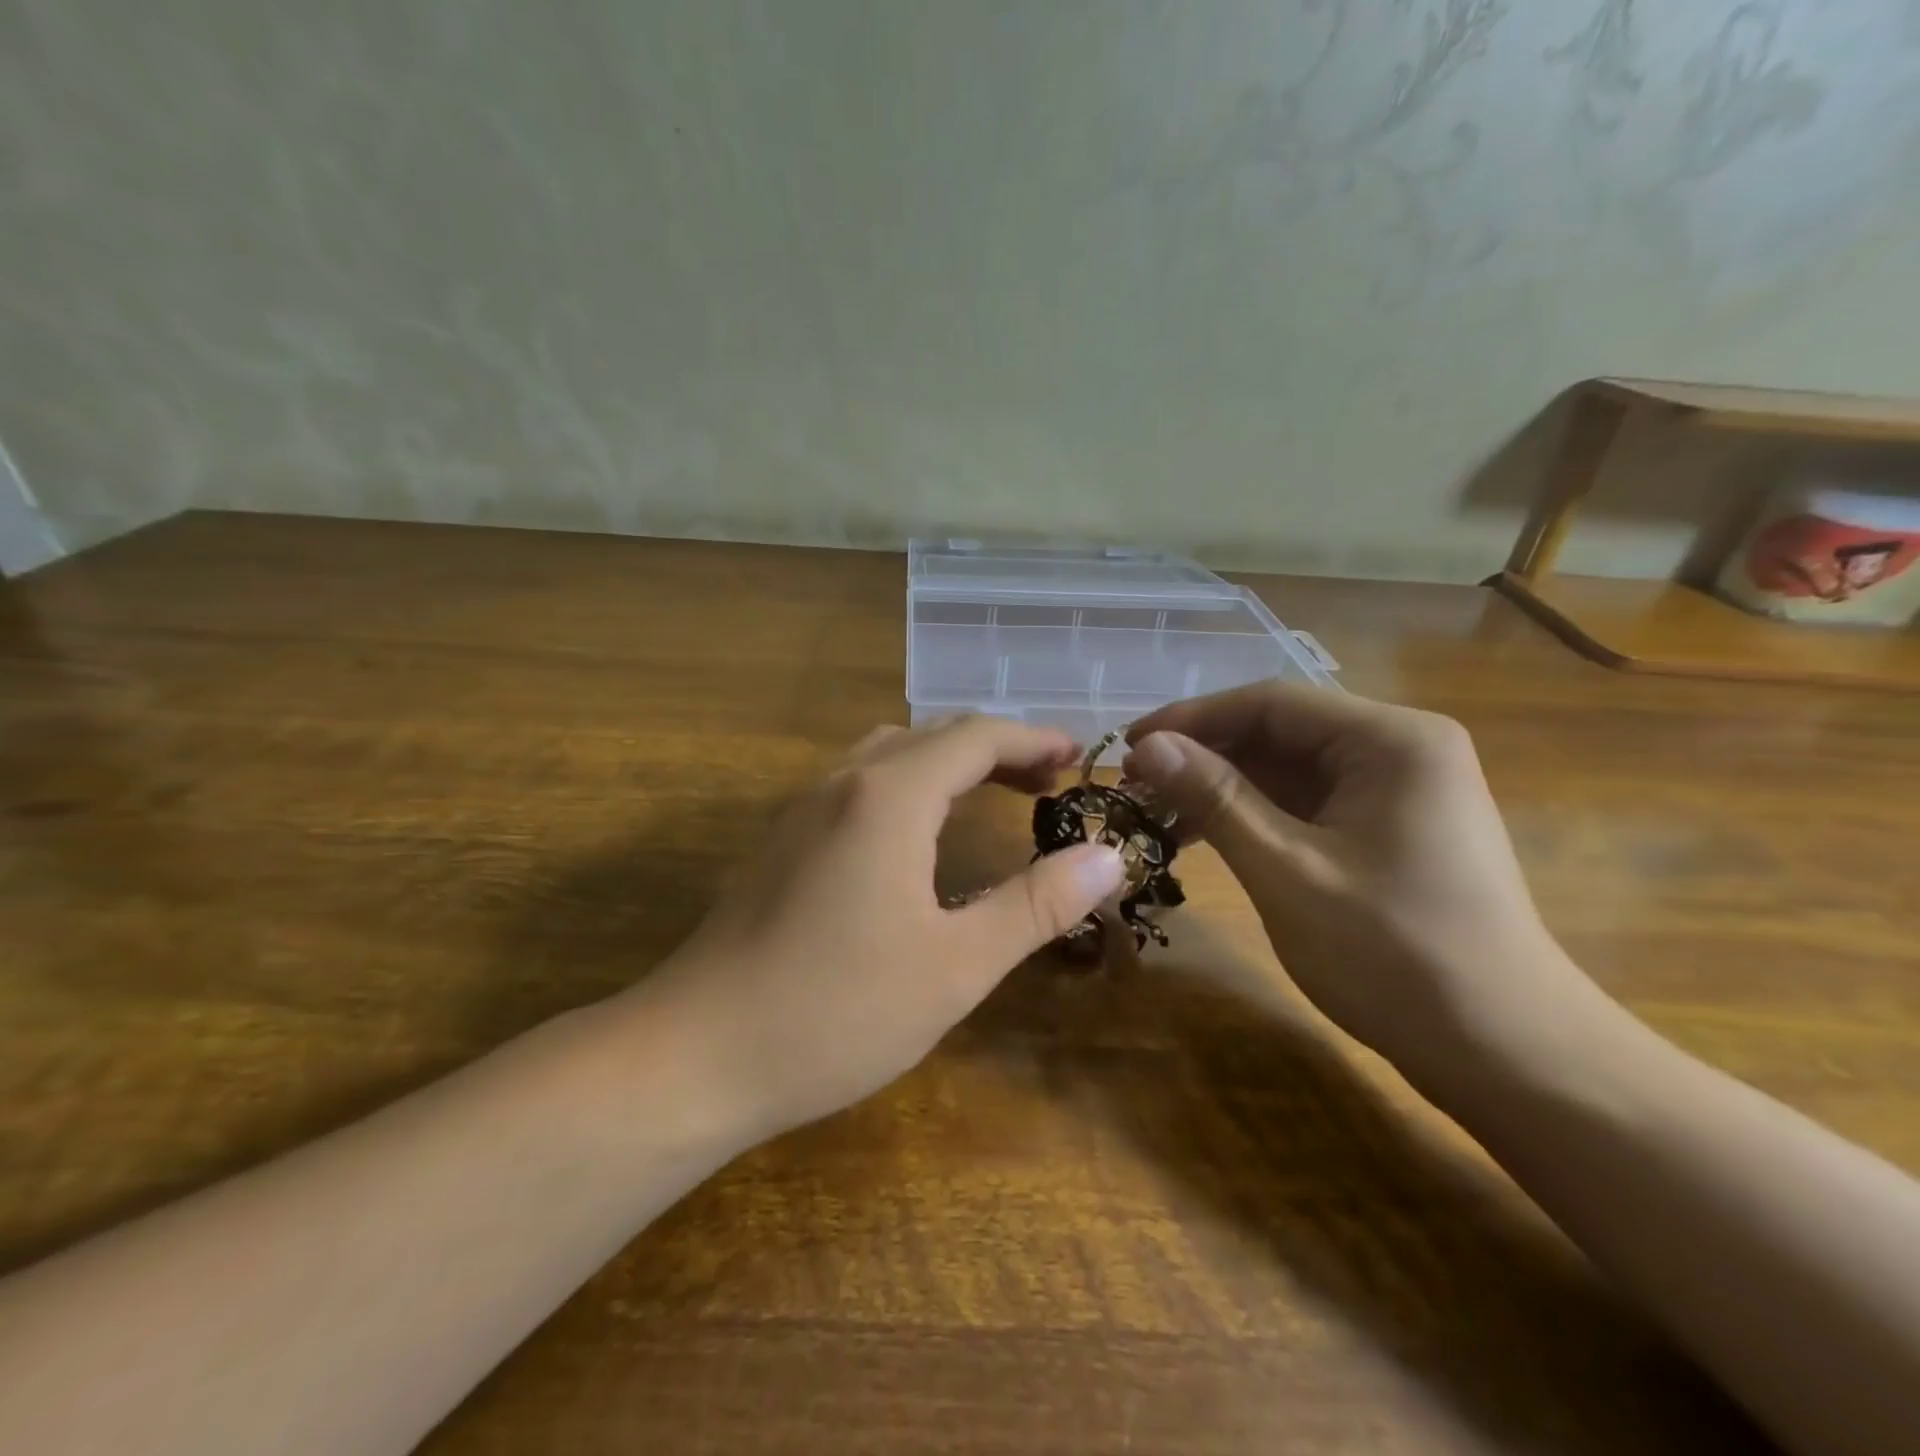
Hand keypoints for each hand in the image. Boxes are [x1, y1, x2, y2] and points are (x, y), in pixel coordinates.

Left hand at [638, 717, 1124, 1144]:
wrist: (695, 1054)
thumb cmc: (836, 1011)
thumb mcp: (956, 966)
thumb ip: (1035, 905)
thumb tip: (1106, 858)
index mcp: (890, 795)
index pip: (976, 737)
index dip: (1033, 741)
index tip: (1078, 759)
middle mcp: (843, 782)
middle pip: (933, 735)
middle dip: (997, 749)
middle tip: (1047, 784)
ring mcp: (802, 808)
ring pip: (889, 753)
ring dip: (947, 761)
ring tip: (991, 795)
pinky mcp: (781, 840)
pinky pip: (858, 782)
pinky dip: (908, 782)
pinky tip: (917, 834)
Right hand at [1124, 683, 1609, 1098]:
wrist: (1508, 1054)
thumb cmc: (1395, 956)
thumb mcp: (1288, 871)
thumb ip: (1215, 799)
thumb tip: (1147, 746)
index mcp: (1390, 740)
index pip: (1270, 702)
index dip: (1190, 719)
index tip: (1127, 747)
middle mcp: (1399, 748)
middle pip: (1279, 731)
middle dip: (1203, 755)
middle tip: (1135, 787)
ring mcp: (1397, 790)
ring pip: (1288, 769)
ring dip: (1222, 788)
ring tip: (1157, 814)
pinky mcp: (1389, 828)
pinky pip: (1306, 803)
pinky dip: (1253, 816)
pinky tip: (1205, 836)